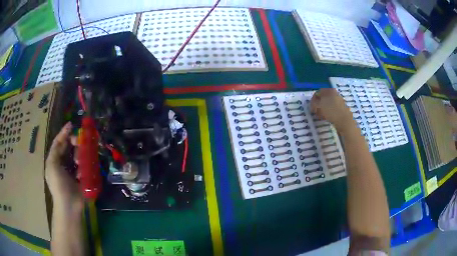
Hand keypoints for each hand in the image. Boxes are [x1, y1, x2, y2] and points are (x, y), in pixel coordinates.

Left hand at [45, 122, 83, 212]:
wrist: (69, 205)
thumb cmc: (58, 184)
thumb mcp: (52, 165)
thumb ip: (56, 149)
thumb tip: (64, 134)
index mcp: (55, 159)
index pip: (59, 142)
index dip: (64, 133)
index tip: (71, 124)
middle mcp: (64, 162)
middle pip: (70, 146)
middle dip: (74, 143)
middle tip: (79, 143)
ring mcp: (73, 170)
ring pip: (78, 154)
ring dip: (80, 154)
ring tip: (80, 162)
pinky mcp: (82, 176)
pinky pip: (85, 165)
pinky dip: (85, 164)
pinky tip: (84, 168)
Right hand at [310, 88, 354, 131]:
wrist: (345, 121)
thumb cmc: (331, 112)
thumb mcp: (319, 106)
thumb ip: (314, 104)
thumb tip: (312, 104)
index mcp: (330, 91)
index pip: (319, 92)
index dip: (313, 99)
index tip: (311, 106)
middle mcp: (335, 94)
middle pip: (324, 98)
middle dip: (319, 104)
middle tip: (315, 111)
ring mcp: (340, 101)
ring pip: (328, 104)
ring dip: (323, 109)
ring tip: (320, 115)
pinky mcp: (342, 109)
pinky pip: (333, 109)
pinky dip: (328, 112)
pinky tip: (326, 118)